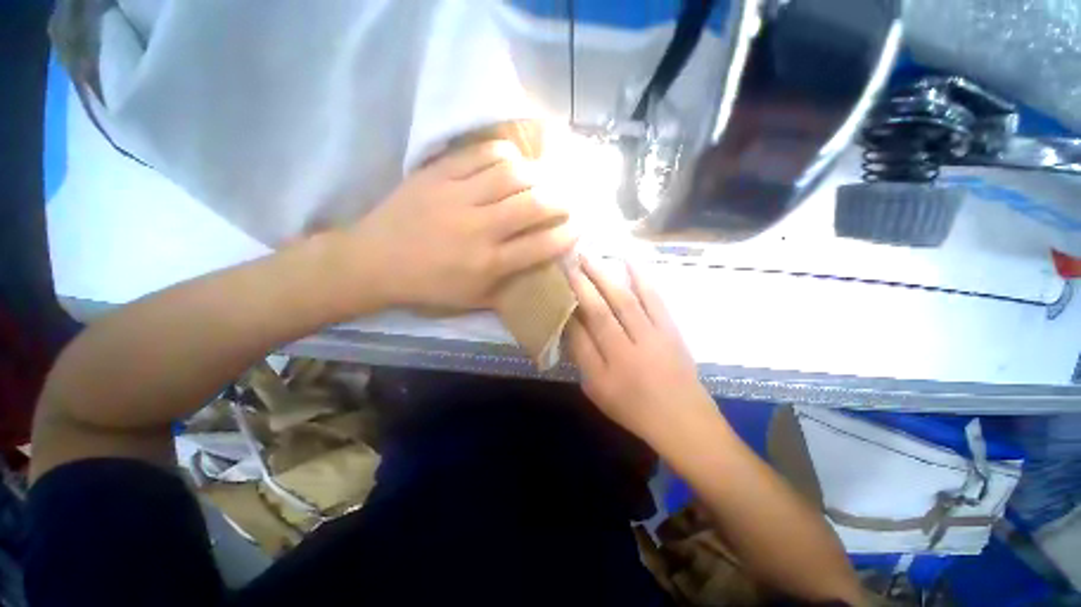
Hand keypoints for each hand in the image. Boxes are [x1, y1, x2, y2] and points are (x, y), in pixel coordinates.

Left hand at [349, 141, 575, 309]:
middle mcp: (479, 229)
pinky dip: (502, 153)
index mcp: (488, 263)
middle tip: (568, 200)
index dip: (567, 234)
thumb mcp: (472, 300)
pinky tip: (511, 160)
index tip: (577, 227)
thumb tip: (536, 274)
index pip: (541, 245)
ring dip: (537, 174)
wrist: (374, 262)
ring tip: (544, 179)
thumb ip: (507, 289)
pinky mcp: (437, 175)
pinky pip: (478, 154)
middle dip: (561, 200)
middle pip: (534, 205)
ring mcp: (457, 197)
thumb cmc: (428, 286)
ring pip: (511, 174)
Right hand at [567, 256, 715, 442]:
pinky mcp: (671, 329)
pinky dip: (642, 278)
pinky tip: (630, 261)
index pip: (584, 327)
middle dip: (584, 281)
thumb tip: (571, 323)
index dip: (570, 303)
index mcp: (609, 366)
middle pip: (603, 308)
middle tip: (570, 258)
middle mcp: (630, 347)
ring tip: (591, 255)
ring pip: (626, 298)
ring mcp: (654, 335)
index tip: (559, 280)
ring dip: (607, 275)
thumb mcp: (598, 390)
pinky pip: (655, 299)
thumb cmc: (633, 409)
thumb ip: (583, 356)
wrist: (683, 420)